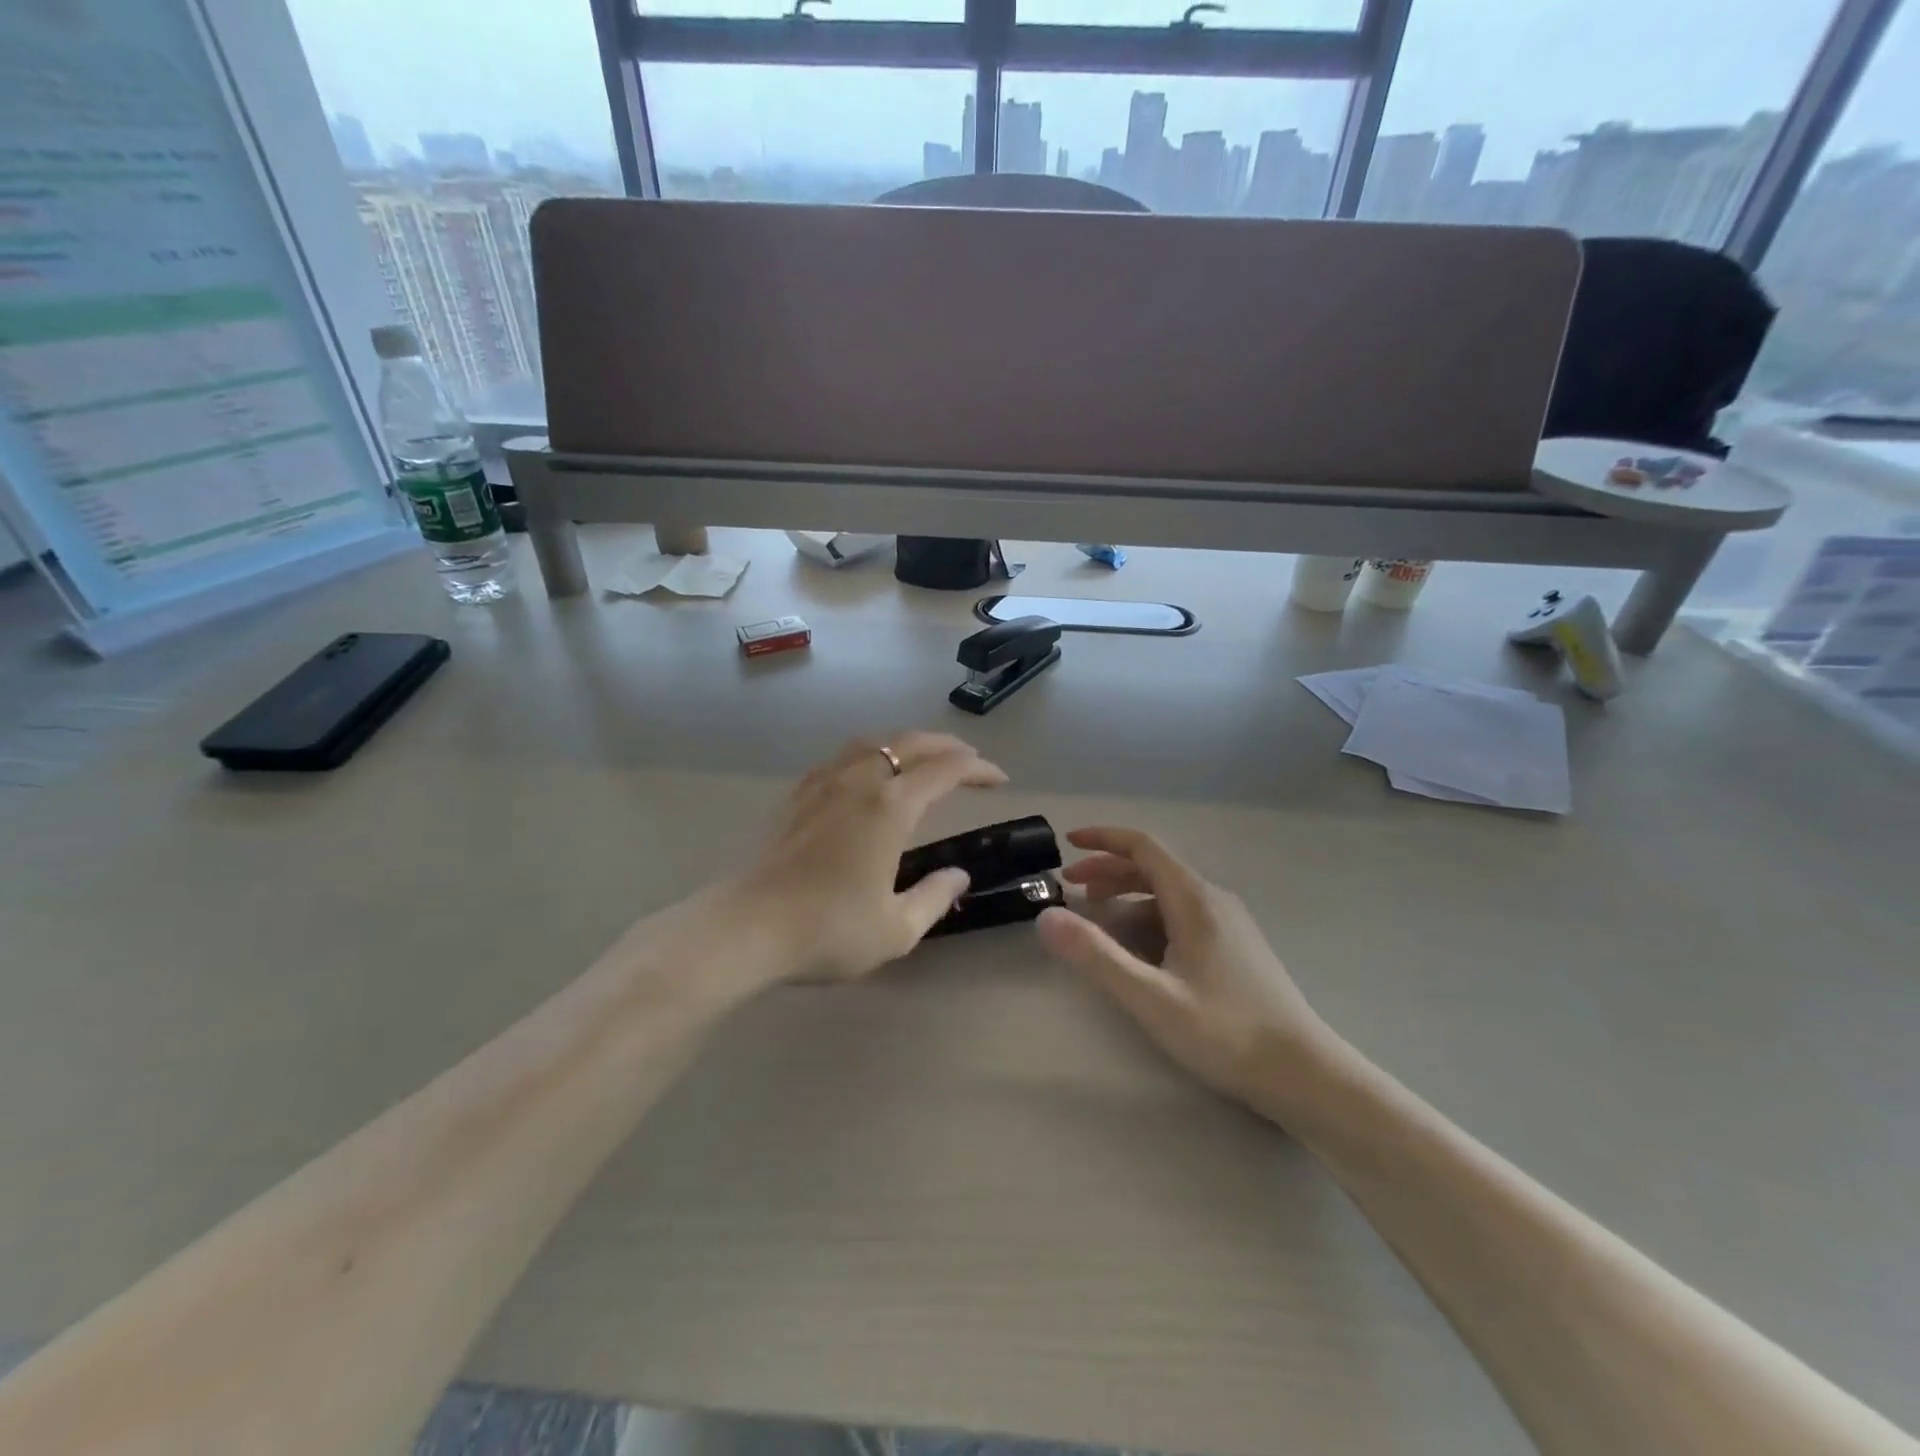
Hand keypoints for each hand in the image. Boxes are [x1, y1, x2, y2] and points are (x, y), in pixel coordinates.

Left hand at [737, 732, 1007, 982]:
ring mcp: (824, 784)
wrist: (748, 928)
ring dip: (907, 743)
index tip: (999, 779)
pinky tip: (868, 773)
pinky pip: (842, 757)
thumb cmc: (828, 930)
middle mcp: (859, 781)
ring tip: (924, 758)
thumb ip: (935, 897)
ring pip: (873, 743)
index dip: (977, 769)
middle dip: (947, 747)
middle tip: (970, 760)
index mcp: (890, 807)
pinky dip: (870, 754)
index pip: (945, 770)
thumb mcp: (897, 928)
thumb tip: (958, 875)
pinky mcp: (798, 795)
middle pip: (910, 744)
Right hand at [1036, 827, 1333, 1116]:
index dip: (1103, 839)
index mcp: (1194, 899)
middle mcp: (1213, 900)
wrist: (1305, 1074)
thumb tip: (1046, 916)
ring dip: (1127, 895)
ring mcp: (1229, 924)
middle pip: (1153, 867)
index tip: (1067, 844)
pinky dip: (1149, 917)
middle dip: (1107, 870)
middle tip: (1070, 887)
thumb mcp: (1151, 996)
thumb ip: (1096, 955)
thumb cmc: (1226, 1032)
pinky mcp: (1236, 948)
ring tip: (1095, 915)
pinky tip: (1138, 948)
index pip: (1143, 846)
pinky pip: (1182, 915)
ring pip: (1167, 893)